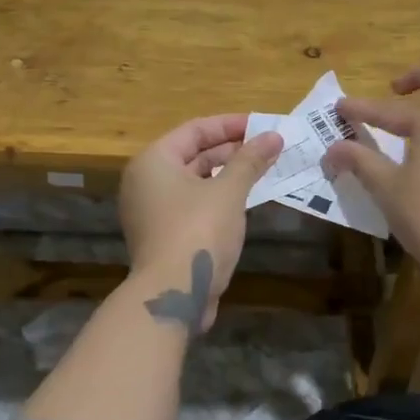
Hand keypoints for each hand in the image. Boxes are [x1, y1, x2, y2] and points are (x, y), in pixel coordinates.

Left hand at [118, 114, 281, 332]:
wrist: (173, 294)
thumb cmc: (198, 231)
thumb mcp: (229, 191)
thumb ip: (250, 161)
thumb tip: (274, 136)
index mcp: (153, 161)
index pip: (195, 130)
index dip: (230, 125)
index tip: (262, 126)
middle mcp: (145, 181)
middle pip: (192, 154)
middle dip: (231, 151)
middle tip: (267, 148)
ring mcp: (151, 210)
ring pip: (193, 181)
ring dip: (226, 175)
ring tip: (261, 170)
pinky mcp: (162, 235)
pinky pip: (191, 204)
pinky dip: (216, 197)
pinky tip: (244, 200)